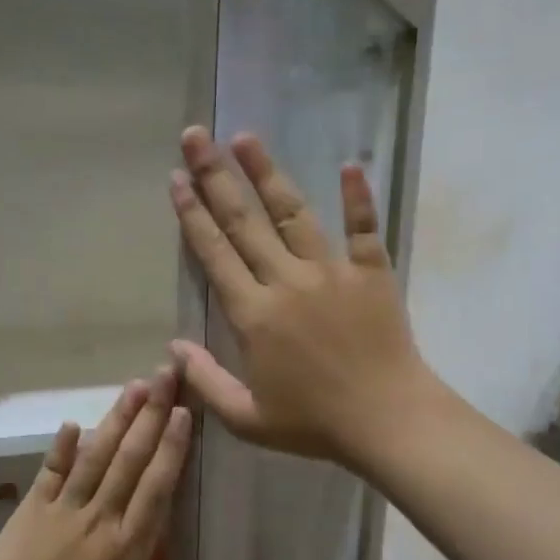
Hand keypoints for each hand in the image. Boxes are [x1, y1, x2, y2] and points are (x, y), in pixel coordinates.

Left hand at [0, 368, 191, 559]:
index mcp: (125, 550)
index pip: (156, 490)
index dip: (170, 450)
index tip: (183, 415)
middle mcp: (101, 520)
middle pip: (130, 460)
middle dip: (151, 415)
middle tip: (167, 377)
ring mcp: (65, 508)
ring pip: (97, 456)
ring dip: (117, 419)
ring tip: (135, 386)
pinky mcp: (34, 504)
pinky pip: (52, 470)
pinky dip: (62, 446)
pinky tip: (73, 422)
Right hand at [169, 126, 432, 467]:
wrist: (387, 421)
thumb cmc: (313, 424)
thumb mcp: (247, 419)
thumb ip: (205, 381)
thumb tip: (173, 347)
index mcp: (254, 315)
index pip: (215, 254)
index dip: (192, 215)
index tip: (176, 178)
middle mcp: (287, 281)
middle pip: (245, 221)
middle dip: (216, 176)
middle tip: (196, 136)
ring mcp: (332, 272)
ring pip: (294, 212)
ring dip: (268, 173)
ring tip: (246, 137)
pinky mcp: (371, 273)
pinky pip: (363, 228)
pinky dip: (358, 196)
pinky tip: (349, 164)